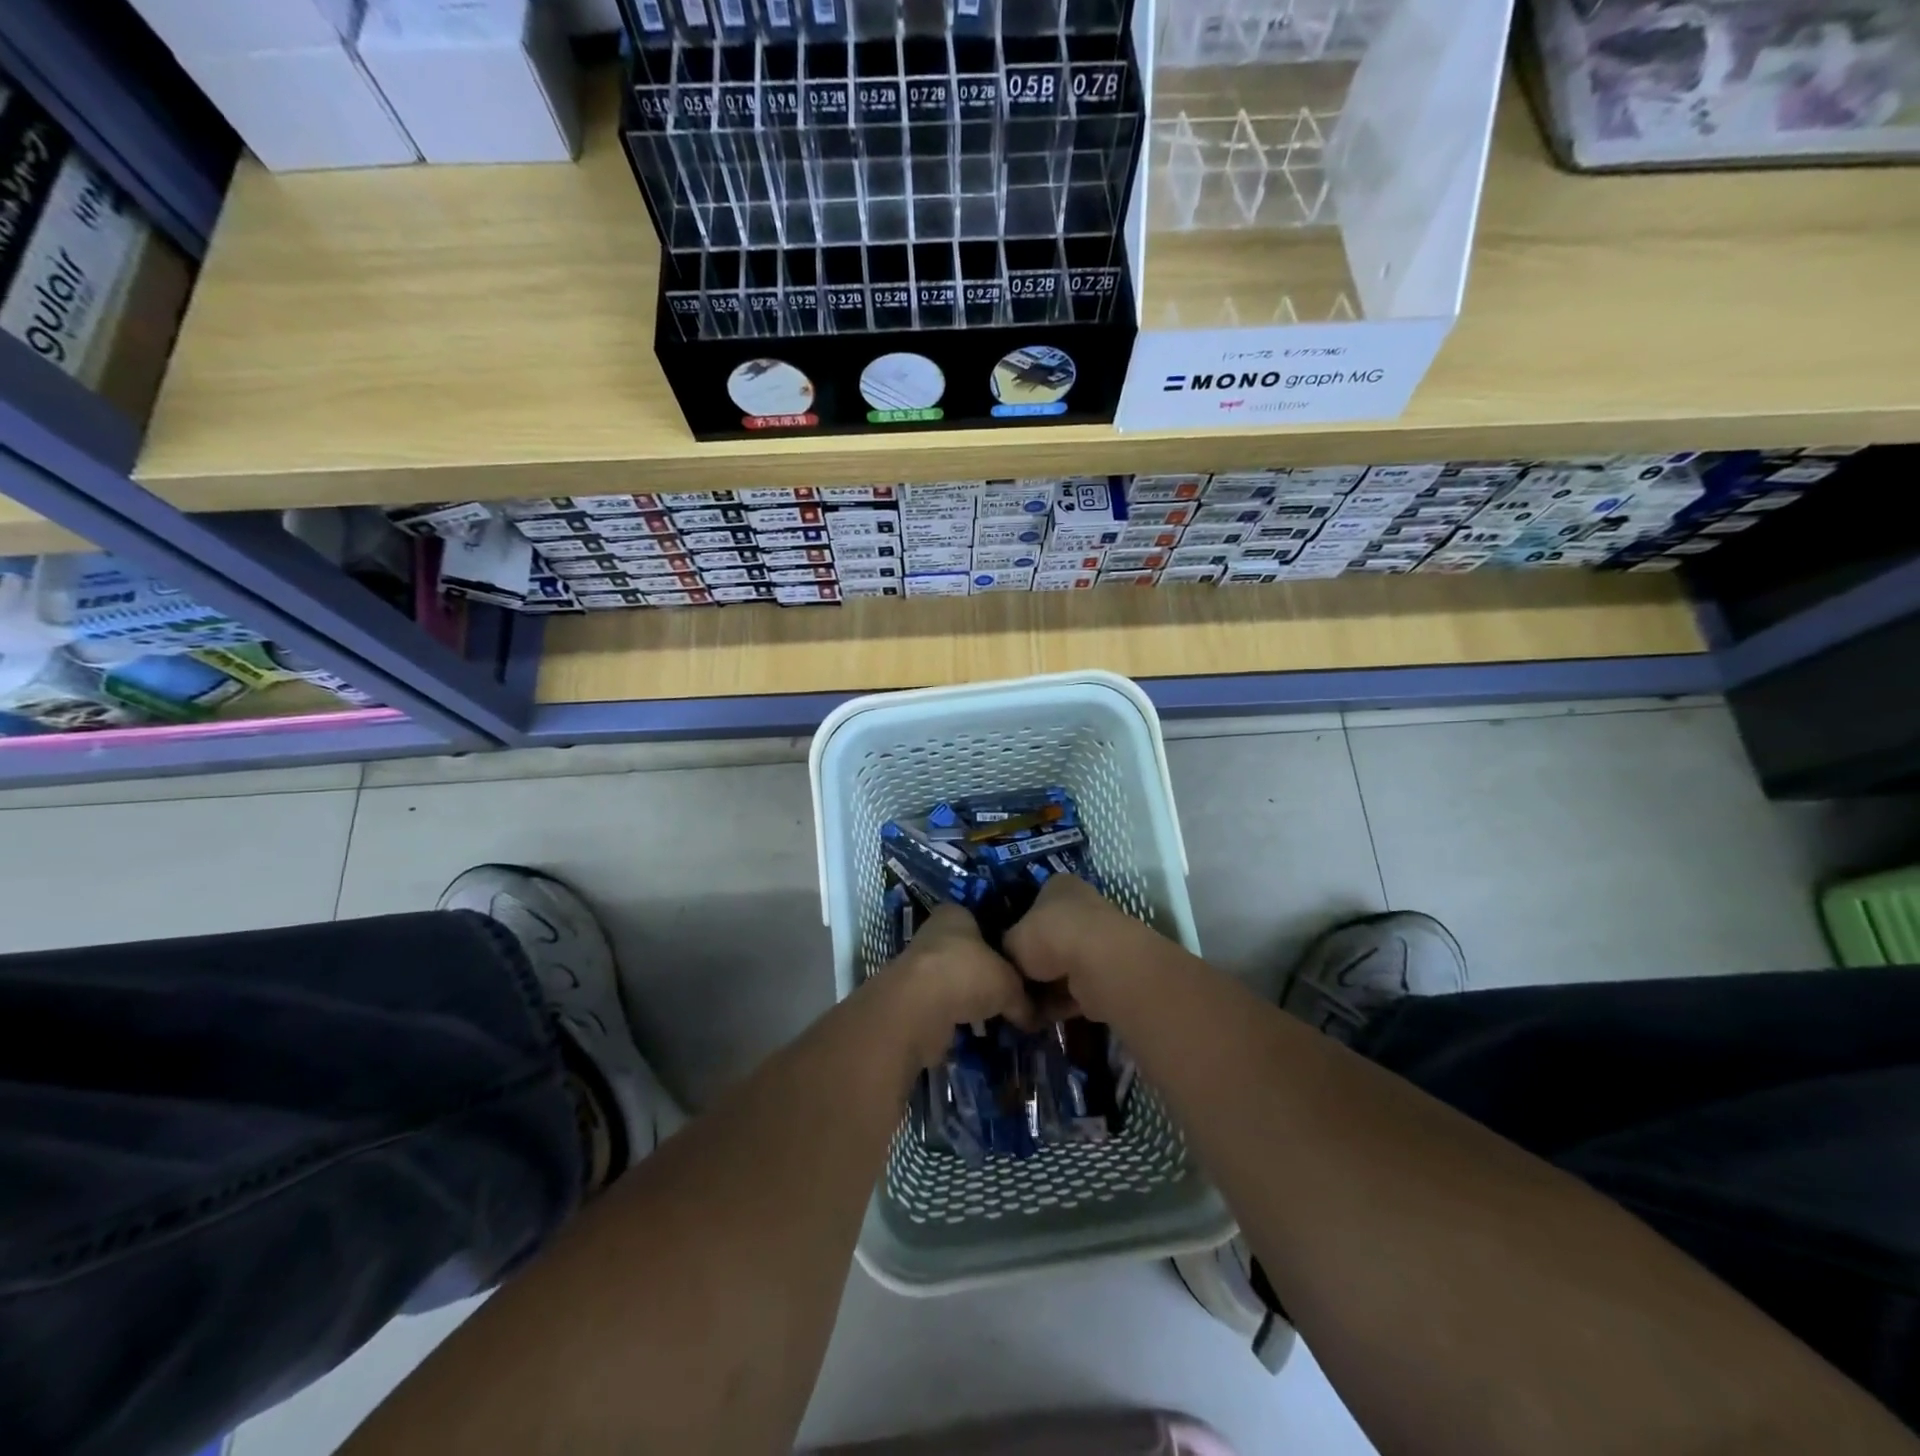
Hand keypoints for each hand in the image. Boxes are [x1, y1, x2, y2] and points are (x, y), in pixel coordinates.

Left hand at [881, 905, 1039, 1069]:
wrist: (917, 1010)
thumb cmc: (967, 975)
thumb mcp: (1011, 984)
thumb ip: (1024, 997)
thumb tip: (1036, 1017)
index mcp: (955, 914)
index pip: (984, 920)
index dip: (1004, 940)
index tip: (1022, 962)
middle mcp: (933, 934)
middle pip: (968, 952)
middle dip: (988, 973)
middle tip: (1016, 993)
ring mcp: (919, 967)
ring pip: (955, 981)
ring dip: (972, 998)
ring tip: (1000, 1016)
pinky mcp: (911, 1000)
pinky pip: (943, 1007)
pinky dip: (958, 1017)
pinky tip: (977, 1031)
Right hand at [1003, 873, 1144, 1021]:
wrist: (1095, 963)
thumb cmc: (1047, 936)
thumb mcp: (1011, 940)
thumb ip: (1008, 950)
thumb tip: (1009, 965)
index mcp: (1058, 886)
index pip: (1035, 905)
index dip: (1020, 931)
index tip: (1008, 956)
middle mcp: (1082, 906)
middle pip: (1051, 938)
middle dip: (1035, 965)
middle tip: (1016, 986)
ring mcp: (1099, 939)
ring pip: (1065, 966)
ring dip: (1048, 988)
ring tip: (1027, 1006)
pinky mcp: (1109, 971)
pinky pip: (1079, 987)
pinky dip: (1063, 1002)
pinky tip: (1045, 1016)